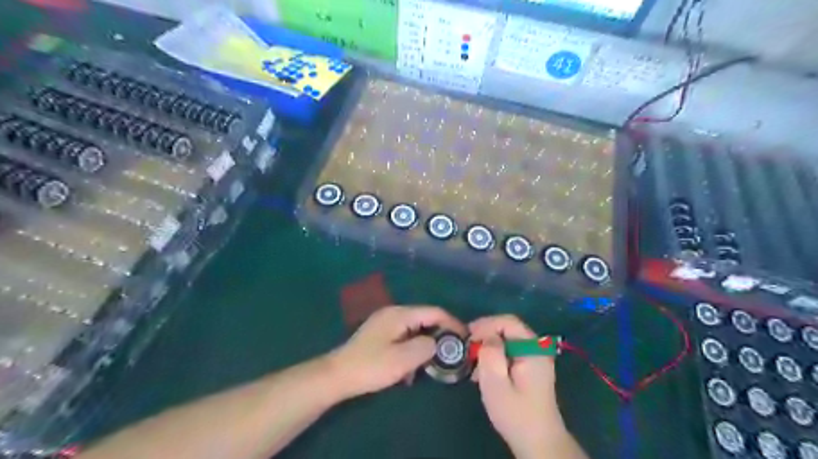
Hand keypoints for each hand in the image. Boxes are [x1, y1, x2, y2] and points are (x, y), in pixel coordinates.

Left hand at [327, 306, 465, 398]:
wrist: (337, 375)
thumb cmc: (371, 366)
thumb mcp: (403, 359)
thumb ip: (426, 347)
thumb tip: (438, 343)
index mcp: (400, 314)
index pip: (434, 312)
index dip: (452, 323)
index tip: (466, 338)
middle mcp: (394, 313)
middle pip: (425, 319)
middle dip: (439, 335)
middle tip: (451, 353)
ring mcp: (385, 323)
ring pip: (415, 329)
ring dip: (425, 344)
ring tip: (431, 363)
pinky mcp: (380, 334)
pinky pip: (404, 337)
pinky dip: (412, 348)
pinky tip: (410, 368)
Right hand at [471, 316, 567, 457]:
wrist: (538, 441)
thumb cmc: (515, 413)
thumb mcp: (496, 383)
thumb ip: (490, 354)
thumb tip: (486, 335)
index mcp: (533, 349)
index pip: (508, 322)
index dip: (486, 324)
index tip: (468, 337)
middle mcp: (537, 348)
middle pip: (508, 328)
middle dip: (486, 335)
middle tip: (468, 349)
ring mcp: (536, 357)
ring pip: (507, 339)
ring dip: (489, 346)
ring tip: (474, 364)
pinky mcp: (531, 366)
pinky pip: (510, 350)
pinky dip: (496, 355)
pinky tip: (484, 372)